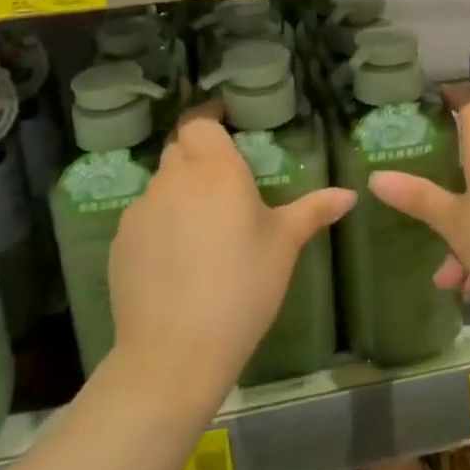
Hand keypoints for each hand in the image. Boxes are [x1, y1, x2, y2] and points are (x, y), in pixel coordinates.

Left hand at [108, 111, 353, 406]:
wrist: (175, 352)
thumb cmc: (243, 288)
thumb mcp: (284, 246)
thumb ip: (313, 211)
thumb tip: (349, 195)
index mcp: (216, 169)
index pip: (200, 121)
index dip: (209, 117)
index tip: (226, 124)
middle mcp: (174, 178)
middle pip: (180, 148)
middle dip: (199, 154)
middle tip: (223, 179)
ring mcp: (142, 209)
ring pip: (161, 183)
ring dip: (180, 190)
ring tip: (203, 226)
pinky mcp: (120, 240)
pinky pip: (144, 216)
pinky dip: (160, 223)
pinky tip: (176, 258)